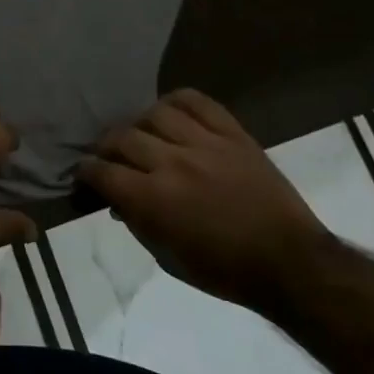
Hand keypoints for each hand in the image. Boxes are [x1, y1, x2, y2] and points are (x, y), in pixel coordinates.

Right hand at [81, 89, 329, 306]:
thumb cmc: (225, 271)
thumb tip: (116, 200)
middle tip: (108, 156)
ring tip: (142, 134)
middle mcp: (173, 163)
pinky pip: (198, 102)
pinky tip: (170, 112)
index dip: (86, 171)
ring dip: (140, 124)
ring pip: (156, 113)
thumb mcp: (168, 258)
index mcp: (154, 199)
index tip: (84, 173)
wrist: (290, 262)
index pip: (103, 172)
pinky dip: (177, 101)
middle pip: (123, 137)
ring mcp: (205, 144)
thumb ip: (137, 223)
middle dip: (106, 147)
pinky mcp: (233, 134)